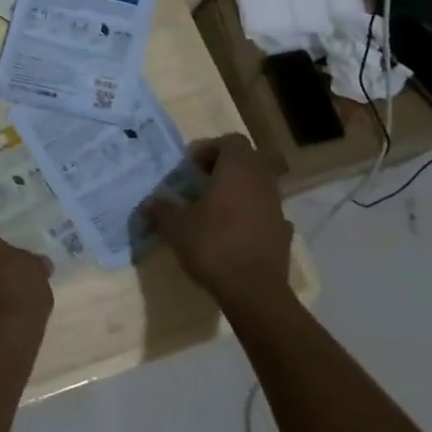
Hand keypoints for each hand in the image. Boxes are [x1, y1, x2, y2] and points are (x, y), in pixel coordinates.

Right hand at [145, 134, 292, 307]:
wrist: (253, 290)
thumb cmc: (213, 245)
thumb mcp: (176, 227)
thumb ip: (162, 210)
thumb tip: (148, 203)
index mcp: (237, 170)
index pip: (232, 141)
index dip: (211, 149)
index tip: (192, 167)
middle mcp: (261, 182)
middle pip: (250, 160)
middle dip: (227, 167)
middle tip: (204, 183)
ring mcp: (277, 207)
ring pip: (260, 186)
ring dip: (240, 191)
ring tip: (216, 210)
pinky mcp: (284, 233)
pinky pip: (266, 213)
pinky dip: (252, 216)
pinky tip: (235, 233)